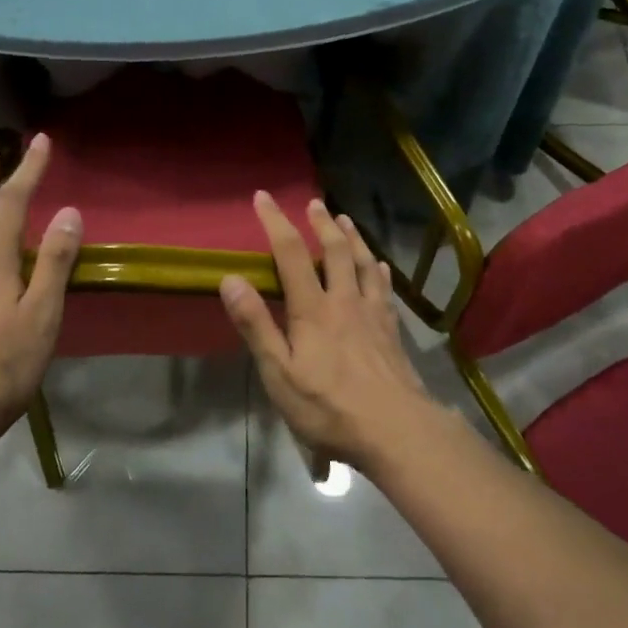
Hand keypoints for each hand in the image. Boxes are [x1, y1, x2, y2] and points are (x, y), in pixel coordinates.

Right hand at [220, 194, 431, 472]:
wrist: (396, 430)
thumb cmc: (328, 407)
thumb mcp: (279, 373)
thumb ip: (256, 325)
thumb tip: (230, 279)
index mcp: (312, 309)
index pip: (290, 254)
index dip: (276, 222)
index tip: (264, 197)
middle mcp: (344, 300)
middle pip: (335, 251)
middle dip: (320, 223)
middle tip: (313, 202)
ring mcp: (372, 314)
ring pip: (363, 263)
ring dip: (353, 238)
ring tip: (345, 219)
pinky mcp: (392, 331)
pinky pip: (384, 289)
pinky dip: (379, 271)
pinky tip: (381, 265)